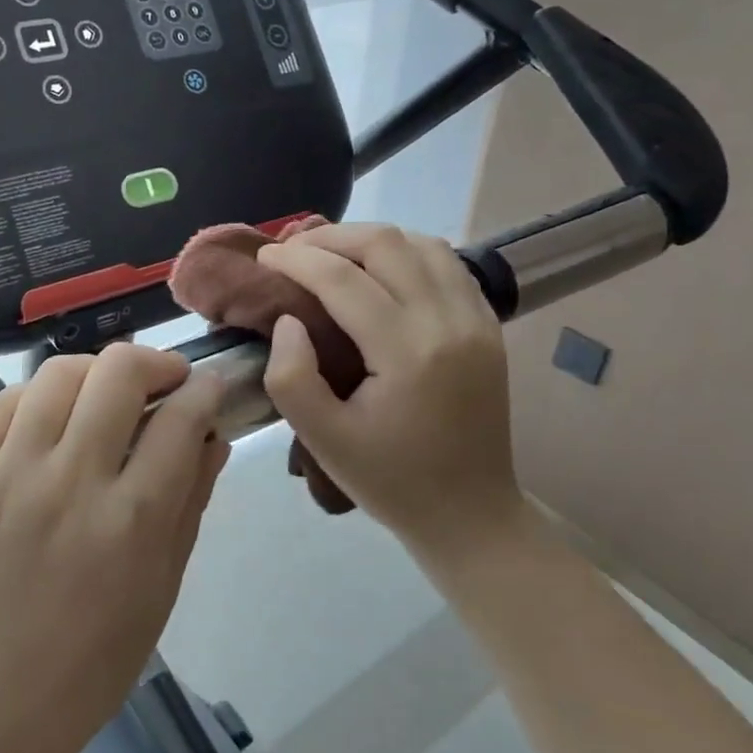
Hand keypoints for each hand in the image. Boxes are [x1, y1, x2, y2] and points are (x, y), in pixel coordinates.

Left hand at [0, 344, 230, 752]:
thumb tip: (212, 434)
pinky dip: (40, 398)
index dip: (204, 391)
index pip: (180, 419)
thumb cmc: (99, 651)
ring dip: (96, 372)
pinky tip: (52, 417)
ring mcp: (8, 474)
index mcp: (130, 518)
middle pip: (118, 373)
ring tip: (104, 393)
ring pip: (59, 373)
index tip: (207, 388)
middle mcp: (69, 482)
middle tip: (162, 380)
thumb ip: (190, 497)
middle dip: (154, 362)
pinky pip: (6, 403)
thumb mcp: (165, 581)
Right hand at [259, 223, 522, 564]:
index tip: (264, 257)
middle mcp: (448, 321)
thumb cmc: (391, 481)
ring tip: (333, 254)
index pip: (343, 279)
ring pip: (422, 243)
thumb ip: (291, 377)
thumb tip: (289, 320)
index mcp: (408, 352)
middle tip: (293, 251)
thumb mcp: (324, 440)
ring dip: (371, 239)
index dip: (296, 260)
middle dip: (331, 237)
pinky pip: (447, 264)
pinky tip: (381, 269)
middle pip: (386, 244)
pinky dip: (407, 252)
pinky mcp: (488, 325)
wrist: (472, 515)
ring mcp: (476, 319)